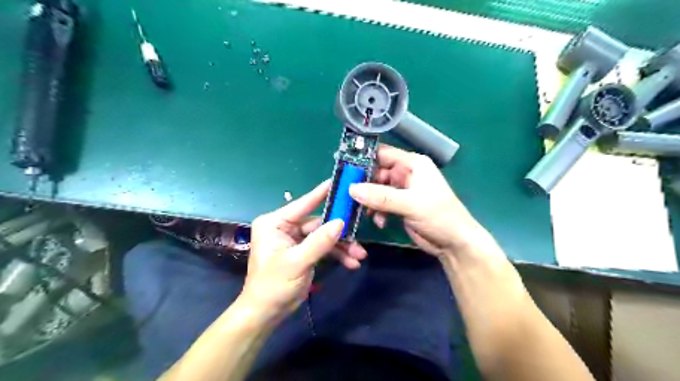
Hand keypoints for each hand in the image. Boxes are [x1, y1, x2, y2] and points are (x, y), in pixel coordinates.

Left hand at [243, 180, 366, 315]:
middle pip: (318, 222)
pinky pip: (324, 247)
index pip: (303, 204)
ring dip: (342, 245)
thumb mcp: (297, 262)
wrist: (267, 313)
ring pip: (325, 235)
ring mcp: (297, 239)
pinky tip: (352, 263)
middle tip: (359, 231)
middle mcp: (286, 227)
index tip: (340, 182)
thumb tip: (341, 222)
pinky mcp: (305, 251)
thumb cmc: (273, 285)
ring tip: (359, 255)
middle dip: (340, 231)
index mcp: (275, 222)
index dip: (322, 193)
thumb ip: (319, 242)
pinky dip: (337, 254)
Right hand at [351, 144, 494, 258]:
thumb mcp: (410, 204)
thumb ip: (381, 196)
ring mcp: (402, 190)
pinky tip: (379, 221)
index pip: (382, 154)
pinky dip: (376, 211)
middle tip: (348, 195)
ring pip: (376, 189)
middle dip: (363, 184)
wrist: (454, 243)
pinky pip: (381, 203)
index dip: (363, 159)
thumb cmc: (439, 216)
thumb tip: (352, 189)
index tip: (343, 168)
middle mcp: (406, 173)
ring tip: (364, 212)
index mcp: (412, 164)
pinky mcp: (399, 205)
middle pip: (376, 173)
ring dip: (369, 200)